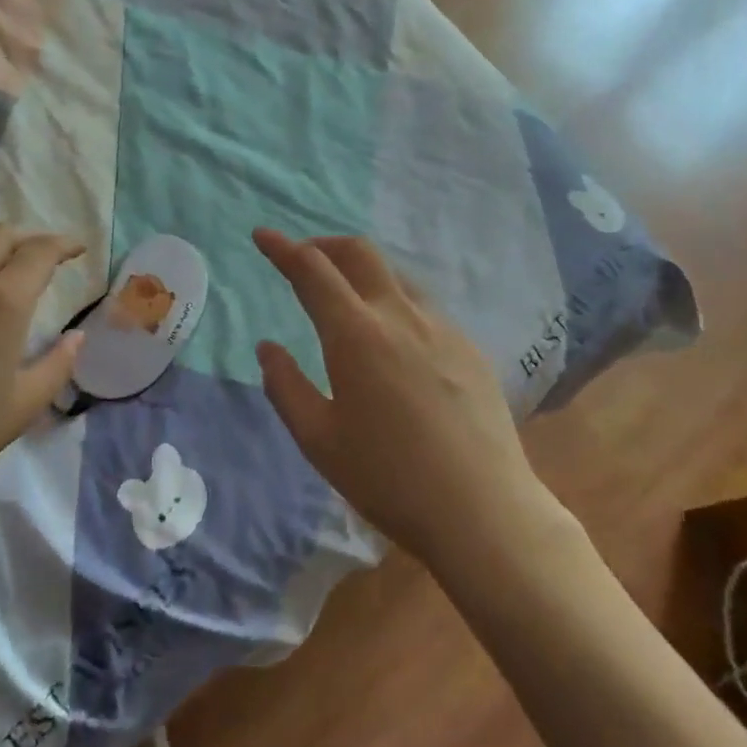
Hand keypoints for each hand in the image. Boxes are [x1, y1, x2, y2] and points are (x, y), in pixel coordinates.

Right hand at [253, 229, 578, 569]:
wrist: (484, 511)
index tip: (262, 235)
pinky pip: (422, 306)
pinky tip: (392, 339)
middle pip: (359, 252)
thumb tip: (268, 347)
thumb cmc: (389, 479)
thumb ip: (286, 386)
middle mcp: (400, 315)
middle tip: (303, 260)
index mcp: (356, 334)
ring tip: (345, 296)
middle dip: (324, 245)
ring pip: (394, 275)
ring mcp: (441, 327)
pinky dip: (393, 300)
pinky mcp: (469, 347)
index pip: (312, 270)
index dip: (282, 248)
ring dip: (361, 270)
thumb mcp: (319, 440)